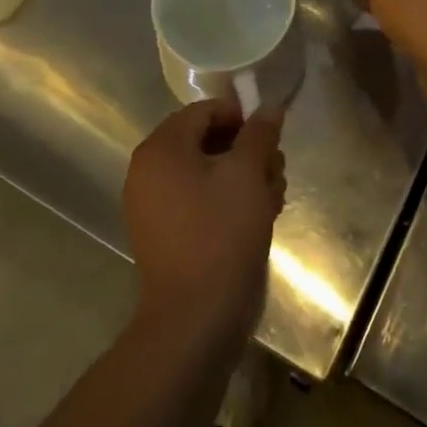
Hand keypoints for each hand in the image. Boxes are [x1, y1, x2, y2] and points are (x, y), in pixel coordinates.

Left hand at [123, 91, 285, 352]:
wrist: (195, 321)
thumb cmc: (221, 234)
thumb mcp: (247, 173)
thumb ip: (259, 133)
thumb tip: (270, 105)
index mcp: (161, 149)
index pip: (204, 111)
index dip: (241, 118)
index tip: (270, 139)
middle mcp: (149, 172)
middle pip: (207, 141)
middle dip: (248, 152)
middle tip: (276, 171)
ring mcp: (155, 206)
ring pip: (208, 173)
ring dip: (244, 178)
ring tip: (274, 198)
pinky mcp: (166, 235)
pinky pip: (200, 201)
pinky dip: (228, 202)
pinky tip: (260, 218)